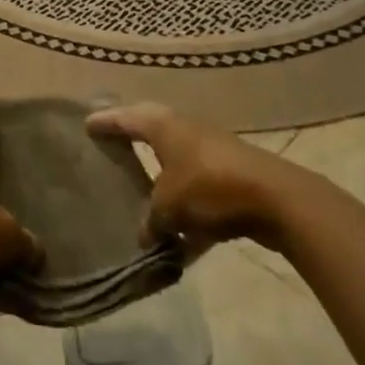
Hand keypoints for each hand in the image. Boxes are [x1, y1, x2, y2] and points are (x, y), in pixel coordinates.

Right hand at [88, 102, 292, 255]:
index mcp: (164, 127)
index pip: (126, 119)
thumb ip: (151, 220)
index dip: (106, 122)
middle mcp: (186, 132)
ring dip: (162, 182)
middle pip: (152, 134)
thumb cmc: (210, 188)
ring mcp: (212, 154)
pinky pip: (200, 195)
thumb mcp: (168, 207)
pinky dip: (189, 214)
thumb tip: (144, 235)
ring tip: (141, 197)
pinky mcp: (233, 179)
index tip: (87, 124)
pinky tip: (181, 245)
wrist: (276, 199)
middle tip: (112, 148)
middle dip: (133, 143)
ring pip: (177, 166)